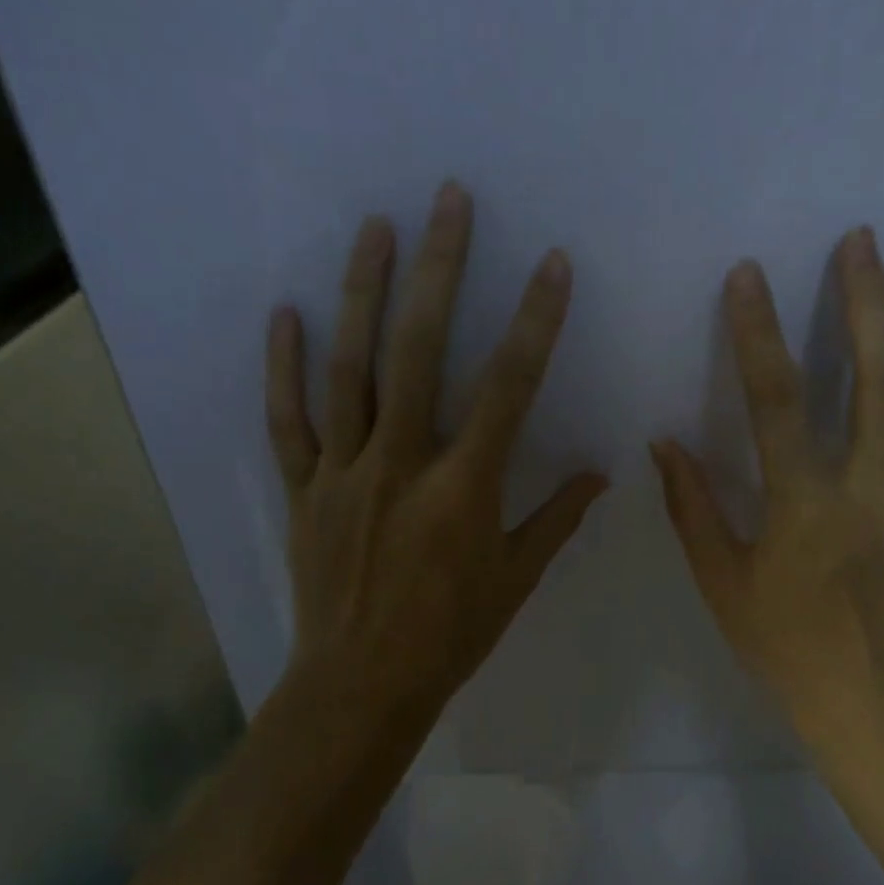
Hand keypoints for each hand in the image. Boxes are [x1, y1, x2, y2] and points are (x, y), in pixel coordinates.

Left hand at [265, 180, 606, 735]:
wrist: (362, 684)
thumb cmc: (449, 635)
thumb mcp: (515, 580)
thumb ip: (556, 519)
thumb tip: (600, 472)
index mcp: (463, 488)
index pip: (508, 388)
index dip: (534, 322)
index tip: (551, 264)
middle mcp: (401, 465)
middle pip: (419, 352)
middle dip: (439, 271)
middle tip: (448, 201)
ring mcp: (344, 472)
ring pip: (350, 370)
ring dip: (363, 294)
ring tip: (375, 228)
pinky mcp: (303, 489)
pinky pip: (289, 421)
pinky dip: (283, 368)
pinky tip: (285, 314)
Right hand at [651, 227, 883, 754]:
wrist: (873, 703)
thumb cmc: (784, 646)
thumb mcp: (721, 582)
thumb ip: (692, 507)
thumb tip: (664, 442)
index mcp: (806, 507)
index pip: (778, 401)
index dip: (758, 332)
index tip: (748, 275)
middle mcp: (873, 489)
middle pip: (878, 375)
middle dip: (867, 298)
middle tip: (860, 241)